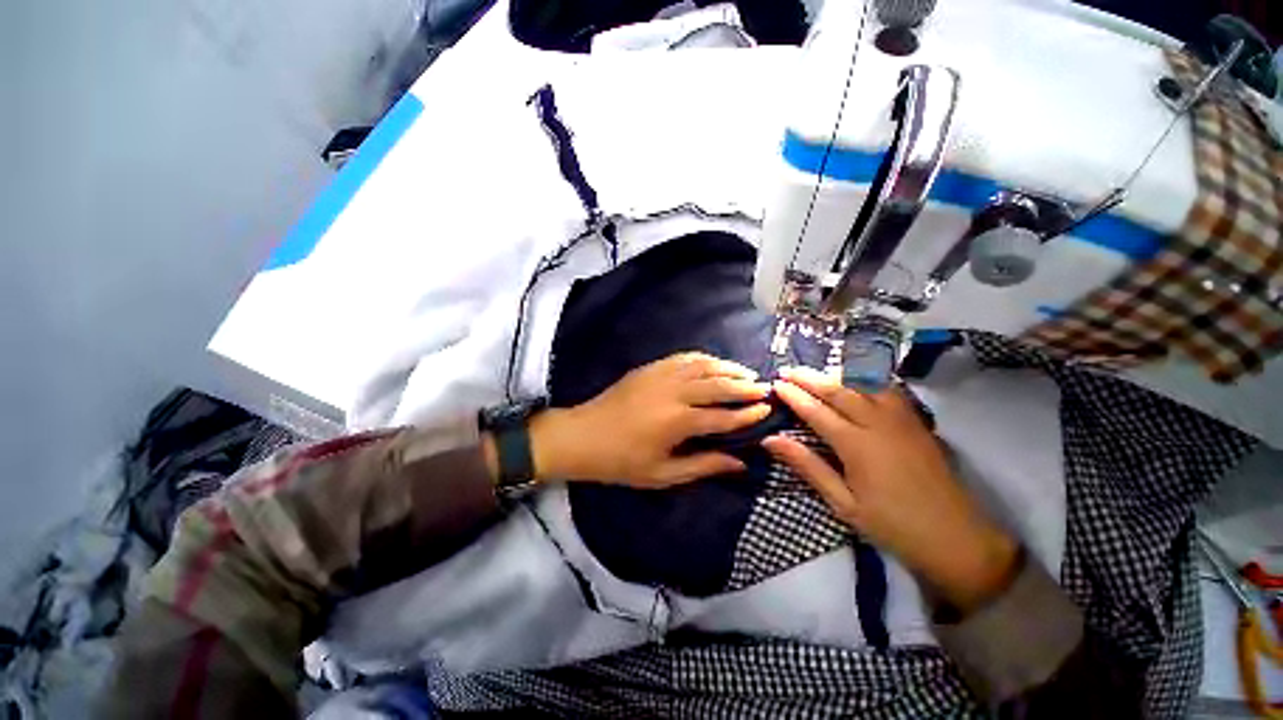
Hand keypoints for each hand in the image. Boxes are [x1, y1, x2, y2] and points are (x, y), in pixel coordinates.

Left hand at [529, 352, 771, 487]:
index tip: (766, 409)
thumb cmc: (621, 462)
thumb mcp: (663, 474)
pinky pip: (683, 357)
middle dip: (745, 386)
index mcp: (677, 422)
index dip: (747, 413)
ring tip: (746, 373)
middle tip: (764, 388)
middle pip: (718, 384)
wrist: (583, 435)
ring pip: (703, 365)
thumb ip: (703, 465)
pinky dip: (703, 359)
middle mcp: (673, 392)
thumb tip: (739, 463)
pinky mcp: (650, 367)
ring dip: (727, 367)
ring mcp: (660, 375)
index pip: (723, 416)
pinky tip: (713, 363)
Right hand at [763, 366, 1017, 612]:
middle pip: (838, 390)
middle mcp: (878, 423)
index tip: (775, 384)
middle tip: (787, 370)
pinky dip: (867, 379)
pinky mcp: (916, 421)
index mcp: (856, 445)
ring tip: (816, 372)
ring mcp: (901, 419)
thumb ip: (807, 466)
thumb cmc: (892, 525)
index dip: (794, 396)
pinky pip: (887, 389)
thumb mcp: (842, 503)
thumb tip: (771, 440)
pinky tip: (857, 379)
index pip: (816, 411)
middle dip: (809, 378)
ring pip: (864, 384)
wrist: (956, 537)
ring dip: (836, 375)